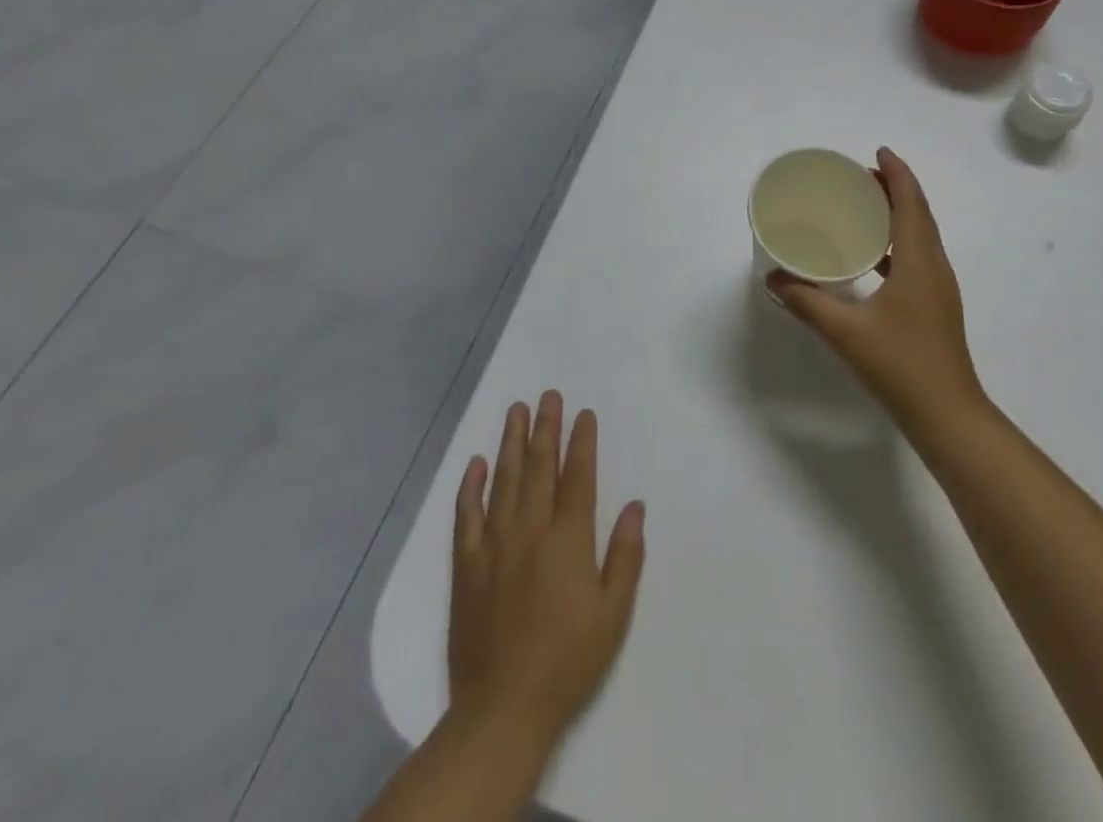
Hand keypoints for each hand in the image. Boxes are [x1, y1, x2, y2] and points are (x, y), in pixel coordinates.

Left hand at [447, 391, 645, 753]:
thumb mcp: (613, 612)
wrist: (503, 708)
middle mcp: (530, 530)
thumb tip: (636, 505)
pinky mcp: (466, 565)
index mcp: (568, 539)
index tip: (583, 413)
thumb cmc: (568, 660)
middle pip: (539, 467)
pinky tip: (476, 463)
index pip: (577, 476)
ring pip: (504, 480)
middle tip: (548, 395)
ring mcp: (494, 544)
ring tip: (516, 410)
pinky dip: (471, 487)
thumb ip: (625, 554)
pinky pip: (466, 515)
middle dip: (545, 428)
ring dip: (511, 442)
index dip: (581, 441)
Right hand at [767, 148, 986, 434]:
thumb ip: (807, 303)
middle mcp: (935, 267)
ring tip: (864, 206)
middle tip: (860, 176)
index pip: (912, 203)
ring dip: (898, 213)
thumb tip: (773, 279)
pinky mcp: (935, 305)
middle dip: (895, 188)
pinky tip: (871, 256)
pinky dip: (897, 242)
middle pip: (919, 213)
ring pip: (921, 235)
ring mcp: (939, 288)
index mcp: (920, 262)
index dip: (897, 173)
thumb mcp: (846, 332)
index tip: (877, 151)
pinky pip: (917, 257)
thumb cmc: (900, 365)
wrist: (947, 414)